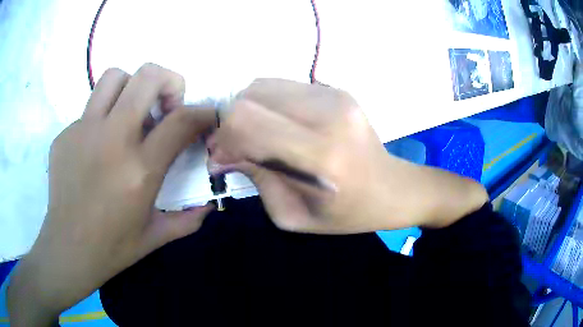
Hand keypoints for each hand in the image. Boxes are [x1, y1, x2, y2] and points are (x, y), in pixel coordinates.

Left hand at [7, 64, 214, 325]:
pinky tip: (98, 148)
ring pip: (115, 77)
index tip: (207, 117)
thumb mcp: (155, 237)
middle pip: (148, 76)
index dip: (203, 112)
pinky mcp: (64, 134)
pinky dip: (103, 119)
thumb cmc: (112, 247)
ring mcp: (83, 132)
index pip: (182, 120)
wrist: (67, 249)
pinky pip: (89, 109)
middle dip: (169, 82)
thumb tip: (210, 206)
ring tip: (130, 114)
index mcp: (139, 170)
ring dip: (131, 87)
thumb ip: (188, 220)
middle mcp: (111, 139)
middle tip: (166, 107)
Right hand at [211, 79, 487, 233]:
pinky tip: (277, 125)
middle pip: (250, 97)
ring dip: (248, 112)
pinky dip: (267, 104)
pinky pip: (281, 86)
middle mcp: (328, 114)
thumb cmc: (345, 213)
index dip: (224, 137)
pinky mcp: (335, 89)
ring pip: (262, 86)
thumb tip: (219, 155)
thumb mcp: (293, 214)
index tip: (221, 157)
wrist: (390, 187)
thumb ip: (255, 178)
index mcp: (320, 153)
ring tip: (256, 137)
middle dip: (231, 124)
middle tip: (234, 148)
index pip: (248, 120)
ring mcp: (334, 95)